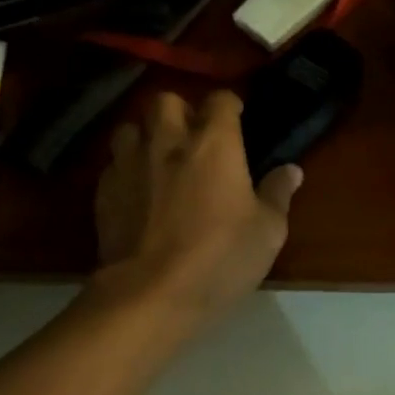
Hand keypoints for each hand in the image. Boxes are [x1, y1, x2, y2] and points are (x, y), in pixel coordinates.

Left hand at [95, 89, 300, 324]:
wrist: (150, 294)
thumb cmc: (220, 259)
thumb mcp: (267, 232)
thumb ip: (277, 194)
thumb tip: (290, 170)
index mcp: (214, 144)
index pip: (219, 100)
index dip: (229, 105)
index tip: (237, 118)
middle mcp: (168, 141)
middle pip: (165, 100)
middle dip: (180, 110)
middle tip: (193, 136)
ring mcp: (129, 164)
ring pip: (131, 127)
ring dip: (146, 135)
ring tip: (159, 158)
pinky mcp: (104, 191)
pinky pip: (114, 164)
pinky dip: (127, 169)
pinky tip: (138, 191)